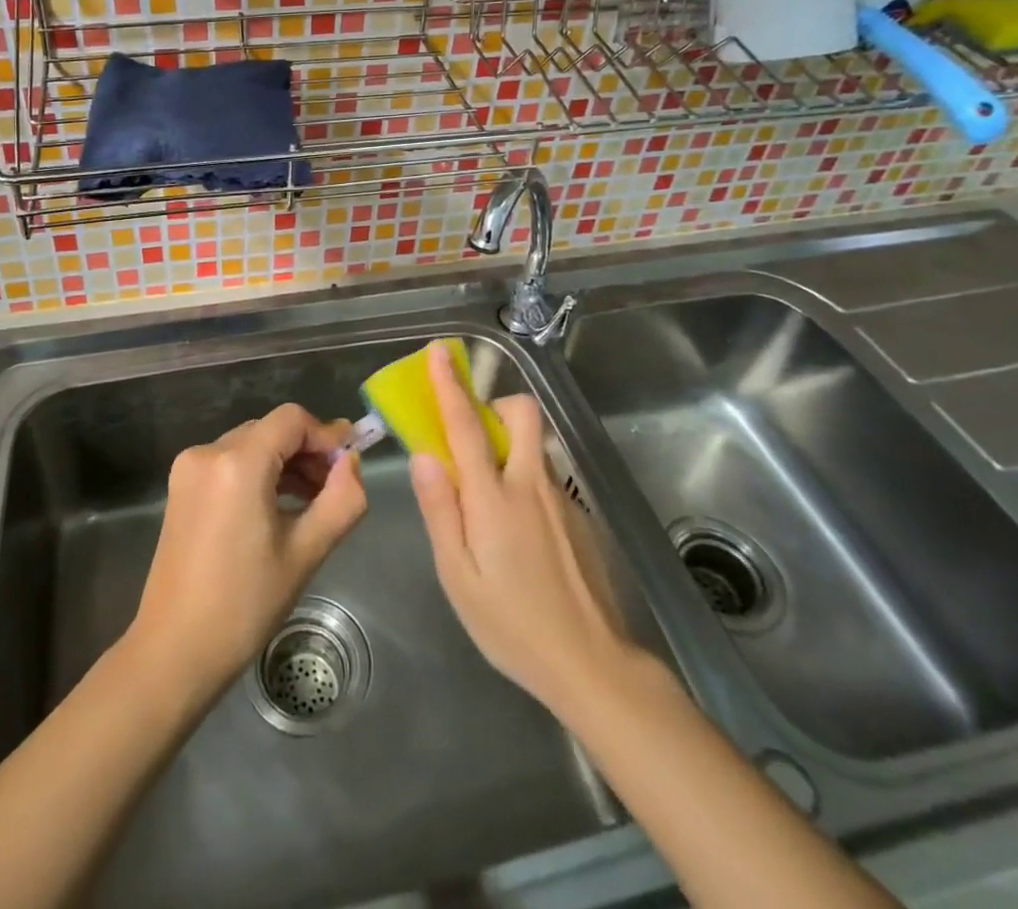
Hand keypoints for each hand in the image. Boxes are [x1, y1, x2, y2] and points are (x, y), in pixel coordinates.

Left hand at [127, 405, 367, 699]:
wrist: (174, 651)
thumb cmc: (244, 605)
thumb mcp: (305, 553)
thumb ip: (341, 500)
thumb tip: (352, 462)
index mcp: (238, 462)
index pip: (292, 420)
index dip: (326, 434)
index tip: (350, 462)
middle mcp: (208, 452)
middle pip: (271, 430)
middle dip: (307, 451)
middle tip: (334, 488)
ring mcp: (189, 468)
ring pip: (251, 445)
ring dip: (284, 463)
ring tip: (311, 503)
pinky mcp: (181, 487)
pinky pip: (230, 462)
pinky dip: (258, 474)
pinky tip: (277, 508)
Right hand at [409, 342, 637, 716]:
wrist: (593, 665)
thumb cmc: (512, 625)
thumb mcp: (458, 576)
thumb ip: (441, 511)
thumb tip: (425, 456)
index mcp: (495, 498)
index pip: (467, 426)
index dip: (450, 385)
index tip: (440, 352)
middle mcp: (531, 484)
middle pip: (521, 414)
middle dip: (496, 405)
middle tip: (474, 437)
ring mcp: (562, 499)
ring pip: (533, 446)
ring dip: (509, 446)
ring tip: (491, 502)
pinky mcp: (580, 516)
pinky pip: (546, 479)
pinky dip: (525, 483)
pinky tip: (522, 539)